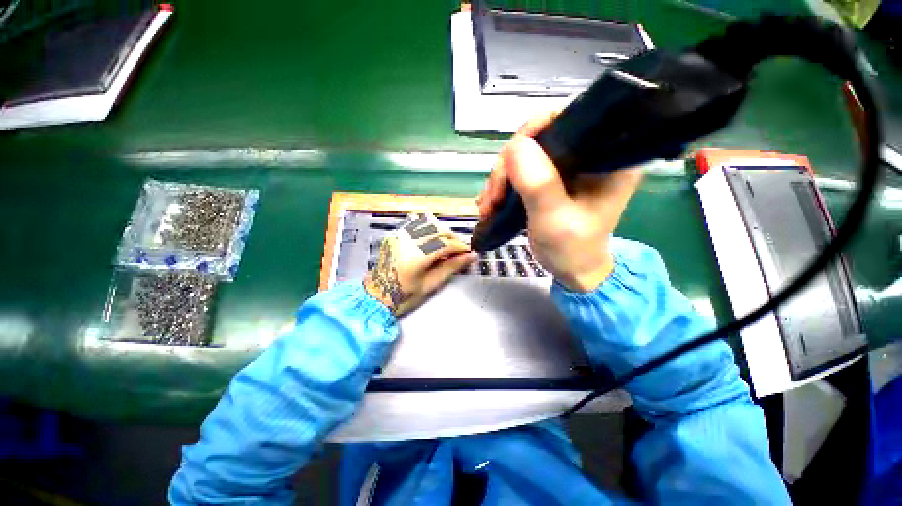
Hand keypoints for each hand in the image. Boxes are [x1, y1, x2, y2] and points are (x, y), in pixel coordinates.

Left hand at [364, 215, 475, 316]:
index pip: (447, 243)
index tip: (469, 253)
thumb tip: (471, 256)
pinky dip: (429, 229)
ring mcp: (400, 235)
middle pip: (439, 229)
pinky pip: (416, 224)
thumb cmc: (404, 296)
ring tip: (447, 246)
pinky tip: (432, 240)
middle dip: (453, 238)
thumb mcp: (431, 284)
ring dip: (442, 232)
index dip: (461, 247)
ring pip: (428, 223)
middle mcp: (408, 240)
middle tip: (460, 251)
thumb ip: (452, 267)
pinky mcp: (396, 234)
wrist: (375, 296)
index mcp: (417, 255)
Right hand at [476, 111, 642, 291]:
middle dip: (508, 165)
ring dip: (500, 179)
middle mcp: (588, 154)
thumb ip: (539, 185)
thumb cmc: (572, 249)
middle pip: (540, 137)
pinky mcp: (549, 178)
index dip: (536, 129)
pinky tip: (491, 204)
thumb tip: (516, 146)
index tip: (510, 158)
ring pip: (524, 155)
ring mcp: (566, 166)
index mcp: (607, 157)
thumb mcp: (555, 220)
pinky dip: (501, 186)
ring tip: (488, 207)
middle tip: (494, 196)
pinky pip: (519, 170)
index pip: (572, 118)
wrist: (571, 270)